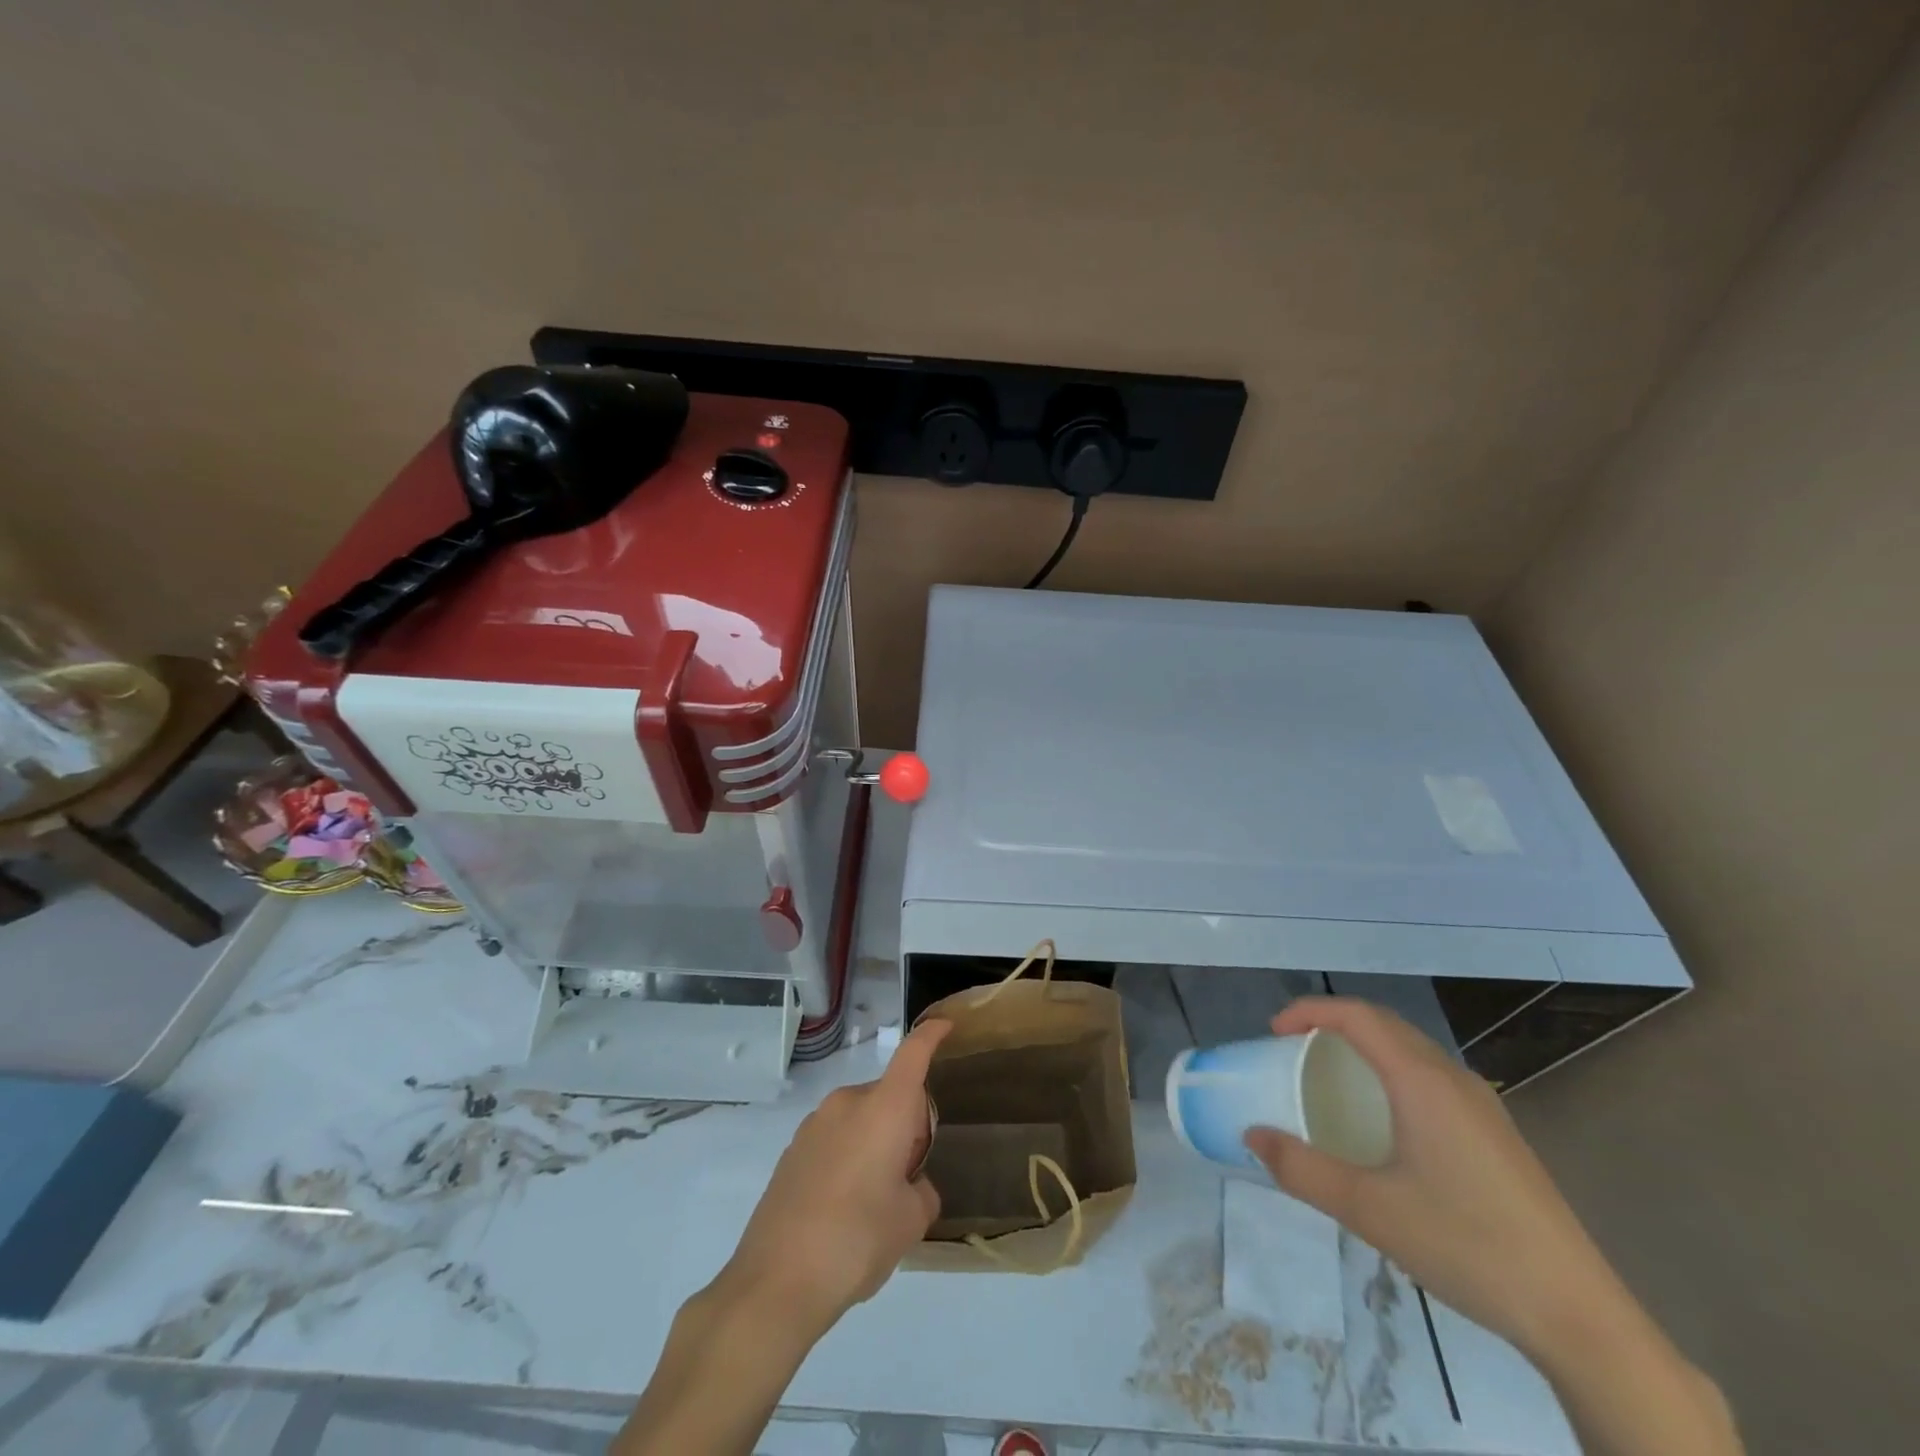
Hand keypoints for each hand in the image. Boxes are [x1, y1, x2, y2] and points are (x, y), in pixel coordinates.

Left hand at [715, 1018, 950, 1338]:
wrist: (775, 1283)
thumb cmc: (856, 1241)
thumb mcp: (910, 1222)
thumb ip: (922, 1192)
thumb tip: (910, 1185)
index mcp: (884, 1108)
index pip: (913, 1054)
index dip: (931, 1036)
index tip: (946, 1026)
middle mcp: (848, 1104)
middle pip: (889, 1096)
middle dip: (906, 1123)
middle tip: (909, 1175)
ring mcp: (814, 1125)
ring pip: (861, 1119)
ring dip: (875, 1141)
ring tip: (873, 1201)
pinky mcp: (791, 1151)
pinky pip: (835, 1140)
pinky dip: (848, 1157)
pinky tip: (840, 1210)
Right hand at [1242, 997, 1629, 1361]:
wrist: (1579, 1315)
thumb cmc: (1466, 1246)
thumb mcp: (1368, 1209)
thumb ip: (1301, 1168)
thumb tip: (1252, 1137)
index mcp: (1422, 1081)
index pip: (1357, 1015)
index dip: (1309, 1011)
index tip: (1273, 1032)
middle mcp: (1454, 1079)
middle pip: (1384, 1024)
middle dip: (1333, 1023)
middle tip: (1293, 1049)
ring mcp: (1483, 1106)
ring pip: (1412, 1050)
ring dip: (1365, 1046)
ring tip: (1330, 1077)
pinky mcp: (1497, 1135)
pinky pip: (1432, 1076)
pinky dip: (1392, 1071)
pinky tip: (1385, 1121)